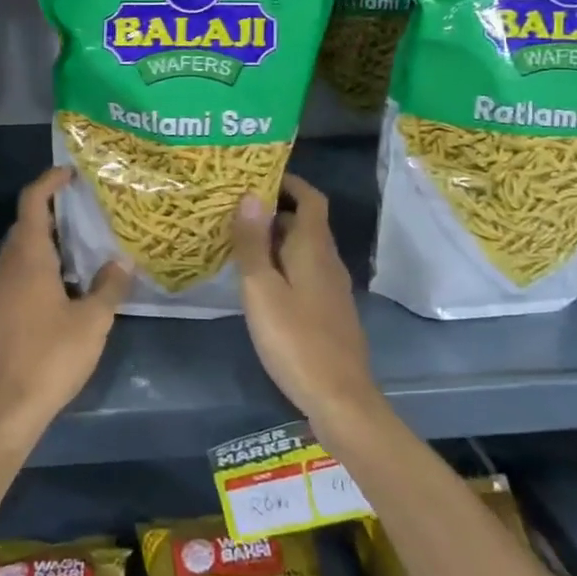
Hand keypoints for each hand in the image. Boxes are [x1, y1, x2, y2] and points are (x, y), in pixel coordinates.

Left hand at [0, 167, 129, 439]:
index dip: (49, 181)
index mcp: (28, 257)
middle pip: (25, 223)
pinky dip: (39, 264)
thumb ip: (109, 287)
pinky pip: (18, 272)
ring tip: (81, 243)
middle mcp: (7, 265)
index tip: (70, 173)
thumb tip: (122, 262)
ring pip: (21, 250)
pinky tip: (64, 283)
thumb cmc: (49, 356)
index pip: (32, 201)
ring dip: (46, 239)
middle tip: (85, 209)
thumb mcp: (92, 321)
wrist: (4, 407)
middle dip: (52, 210)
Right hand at [230, 173, 380, 432]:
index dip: (289, 182)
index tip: (259, 175)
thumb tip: (249, 194)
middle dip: (274, 210)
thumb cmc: (295, 339)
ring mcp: (332, 289)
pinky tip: (260, 283)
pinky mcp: (329, 312)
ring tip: (240, 241)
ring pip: (304, 249)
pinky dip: (284, 264)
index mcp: (314, 248)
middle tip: (236, 208)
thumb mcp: (262, 289)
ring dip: (277, 239)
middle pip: (305, 223)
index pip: (310, 199)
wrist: (340, 399)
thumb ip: (252, 243)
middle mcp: (328, 261)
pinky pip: (305, 272)